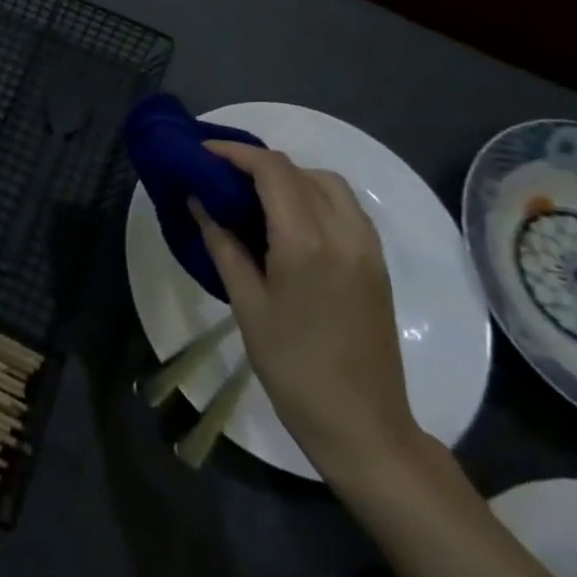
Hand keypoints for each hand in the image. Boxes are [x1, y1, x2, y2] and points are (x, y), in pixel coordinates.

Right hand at [194, 142, 419, 479]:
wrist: (362, 424)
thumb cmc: (293, 367)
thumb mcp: (247, 304)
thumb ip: (223, 245)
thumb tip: (200, 202)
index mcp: (307, 243)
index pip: (273, 171)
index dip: (236, 153)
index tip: (203, 152)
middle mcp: (343, 233)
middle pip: (300, 170)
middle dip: (258, 163)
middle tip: (221, 175)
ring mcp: (367, 247)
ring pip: (328, 183)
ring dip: (290, 176)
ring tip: (253, 195)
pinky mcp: (377, 262)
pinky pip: (345, 207)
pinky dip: (314, 195)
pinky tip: (289, 219)